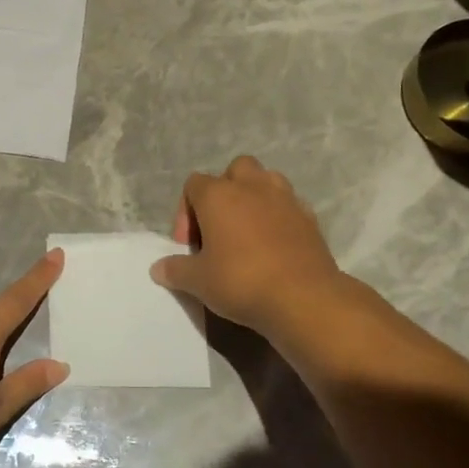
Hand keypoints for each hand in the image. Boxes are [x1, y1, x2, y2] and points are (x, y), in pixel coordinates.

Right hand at [149, 156, 343, 335]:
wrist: (302, 297)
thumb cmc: (241, 281)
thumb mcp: (198, 281)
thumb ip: (175, 270)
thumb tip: (158, 268)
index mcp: (218, 195)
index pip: (193, 184)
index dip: (185, 212)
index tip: (188, 244)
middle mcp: (252, 186)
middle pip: (235, 169)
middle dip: (224, 191)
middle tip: (219, 227)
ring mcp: (285, 198)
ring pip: (266, 180)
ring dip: (254, 197)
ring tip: (248, 230)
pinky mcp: (310, 217)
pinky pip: (288, 204)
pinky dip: (278, 216)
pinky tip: (274, 244)